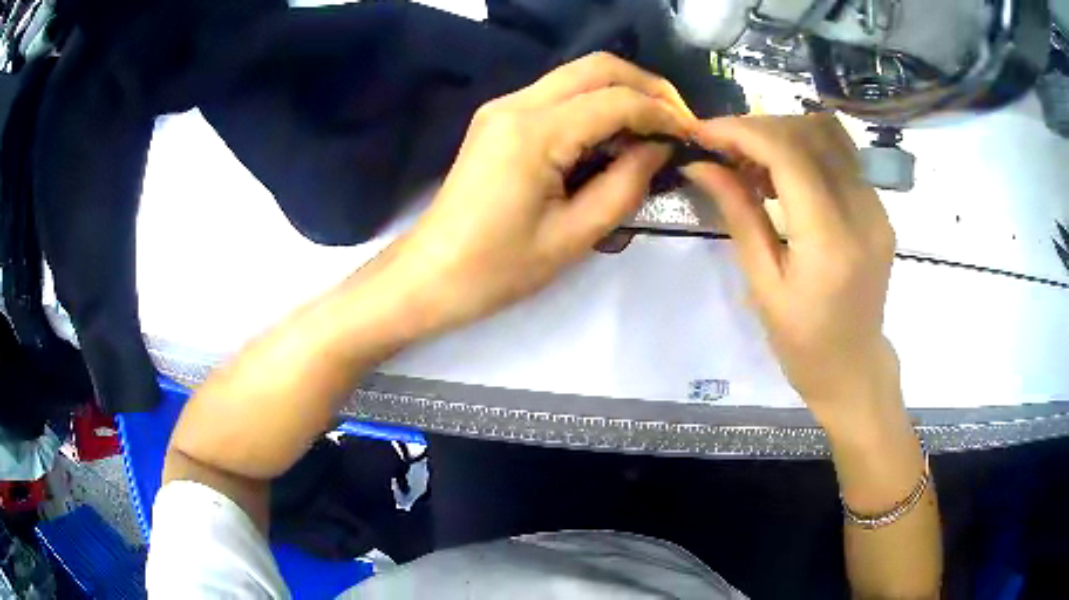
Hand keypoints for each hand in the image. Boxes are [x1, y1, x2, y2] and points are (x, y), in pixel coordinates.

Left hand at [381, 53, 694, 333]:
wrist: (430, 274)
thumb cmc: (497, 269)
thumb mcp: (574, 237)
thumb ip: (625, 185)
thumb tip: (658, 147)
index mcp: (534, 133)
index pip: (616, 100)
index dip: (663, 113)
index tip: (693, 135)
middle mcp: (517, 104)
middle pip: (597, 66)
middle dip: (648, 86)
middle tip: (679, 120)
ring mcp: (504, 106)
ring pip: (578, 74)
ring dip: (623, 91)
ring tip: (655, 128)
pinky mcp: (500, 118)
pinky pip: (559, 93)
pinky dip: (596, 102)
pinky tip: (615, 133)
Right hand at [683, 114, 898, 427]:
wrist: (854, 368)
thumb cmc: (803, 344)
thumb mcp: (762, 286)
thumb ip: (738, 215)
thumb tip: (700, 165)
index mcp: (831, 242)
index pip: (789, 155)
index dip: (742, 132)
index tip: (702, 132)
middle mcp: (863, 213)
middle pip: (810, 133)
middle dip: (759, 127)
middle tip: (723, 147)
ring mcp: (877, 208)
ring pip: (830, 135)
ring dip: (783, 132)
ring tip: (751, 157)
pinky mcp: (879, 208)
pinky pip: (842, 156)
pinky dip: (805, 149)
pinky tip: (782, 173)